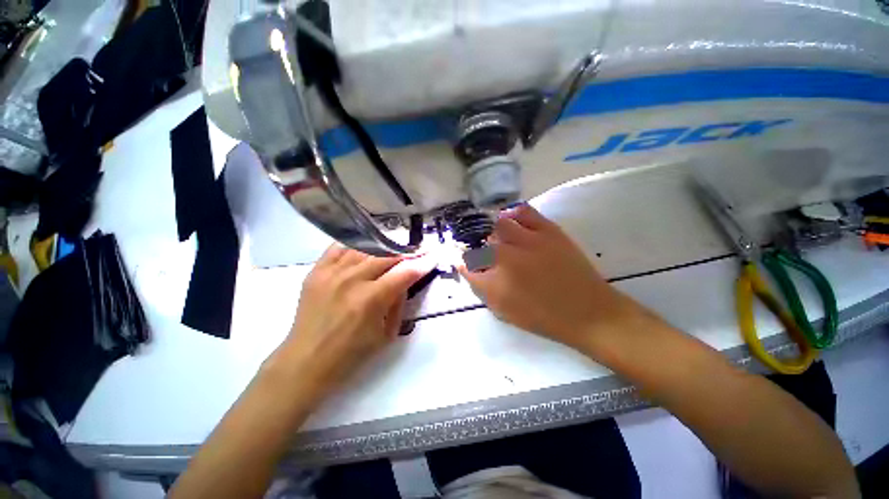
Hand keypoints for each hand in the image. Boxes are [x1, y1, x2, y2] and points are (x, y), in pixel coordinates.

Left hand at [270, 245, 432, 397]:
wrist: (305, 361)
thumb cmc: (351, 355)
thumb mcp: (387, 334)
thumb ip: (399, 302)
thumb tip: (405, 280)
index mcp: (371, 300)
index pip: (405, 273)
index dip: (423, 263)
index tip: (433, 256)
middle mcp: (352, 280)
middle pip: (387, 255)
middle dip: (406, 253)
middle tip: (416, 253)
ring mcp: (331, 272)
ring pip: (366, 248)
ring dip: (384, 249)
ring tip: (393, 252)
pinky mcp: (316, 271)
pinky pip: (340, 247)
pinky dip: (357, 246)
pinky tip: (365, 250)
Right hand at [459, 204, 644, 351]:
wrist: (588, 312)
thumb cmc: (543, 317)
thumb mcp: (504, 310)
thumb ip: (481, 288)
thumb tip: (467, 268)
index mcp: (496, 282)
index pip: (467, 265)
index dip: (463, 262)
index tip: (466, 263)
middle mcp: (508, 258)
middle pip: (480, 242)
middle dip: (478, 248)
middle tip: (485, 255)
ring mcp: (528, 241)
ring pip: (498, 225)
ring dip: (493, 232)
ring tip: (498, 238)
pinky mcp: (548, 230)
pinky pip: (523, 211)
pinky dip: (512, 213)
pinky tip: (511, 220)